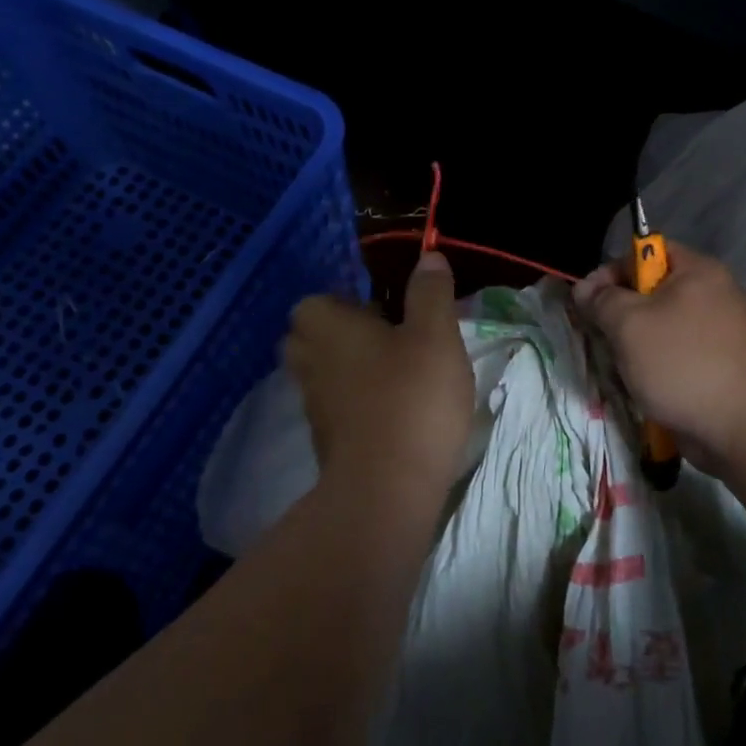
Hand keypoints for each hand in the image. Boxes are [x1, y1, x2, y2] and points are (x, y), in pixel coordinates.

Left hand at [284, 252, 474, 514]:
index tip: (384, 311)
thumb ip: (430, 293)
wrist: (387, 489)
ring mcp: (314, 406)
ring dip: (350, 370)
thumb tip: (428, 257)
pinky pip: (336, 408)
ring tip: (396, 375)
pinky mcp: (326, 442)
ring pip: (323, 375)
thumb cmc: (412, 397)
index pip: (316, 302)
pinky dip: (356, 404)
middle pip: (311, 338)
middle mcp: (310, 362)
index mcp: (328, 327)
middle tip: (389, 339)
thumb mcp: (435, 334)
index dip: (346, 302)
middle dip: (341, 335)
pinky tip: (393, 411)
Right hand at [574, 241, 745, 468]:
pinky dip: (655, 365)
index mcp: (697, 271)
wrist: (741, 427)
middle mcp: (711, 294)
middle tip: (602, 337)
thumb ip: (602, 300)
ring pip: (659, 325)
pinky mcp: (716, 364)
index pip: (646, 252)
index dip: (612, 271)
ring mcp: (716, 331)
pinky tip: (643, 384)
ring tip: (622, 366)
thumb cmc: (682, 362)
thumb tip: (585, 290)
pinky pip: (674, 352)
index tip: (587, 302)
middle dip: (620, 313)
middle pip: (651, 290)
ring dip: (634, 344)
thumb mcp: (629, 324)